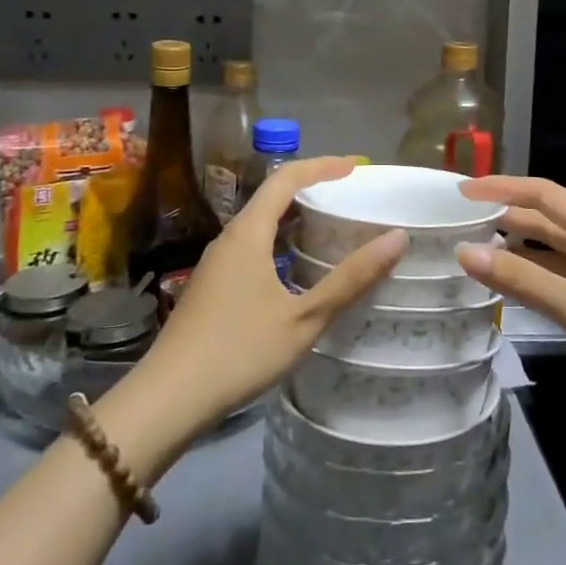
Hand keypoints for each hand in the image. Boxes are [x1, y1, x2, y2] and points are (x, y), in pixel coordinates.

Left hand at [131, 157, 404, 438]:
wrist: (168, 398)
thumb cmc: (240, 350)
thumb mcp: (305, 317)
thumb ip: (351, 278)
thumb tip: (397, 237)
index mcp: (248, 233)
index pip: (286, 178)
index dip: (321, 166)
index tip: (355, 167)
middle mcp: (229, 238)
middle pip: (271, 196)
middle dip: (310, 189)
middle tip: (348, 196)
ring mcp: (215, 263)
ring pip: (259, 224)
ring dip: (293, 218)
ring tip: (328, 228)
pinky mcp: (210, 286)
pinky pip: (250, 246)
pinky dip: (279, 242)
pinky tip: (295, 271)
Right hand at [457, 176, 565, 448]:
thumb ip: (522, 281)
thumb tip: (465, 252)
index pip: (542, 194)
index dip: (501, 187)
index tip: (460, 192)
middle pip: (546, 222)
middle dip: (505, 217)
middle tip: (459, 223)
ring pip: (553, 256)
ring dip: (518, 253)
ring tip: (474, 256)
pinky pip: (563, 287)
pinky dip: (535, 285)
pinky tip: (512, 296)